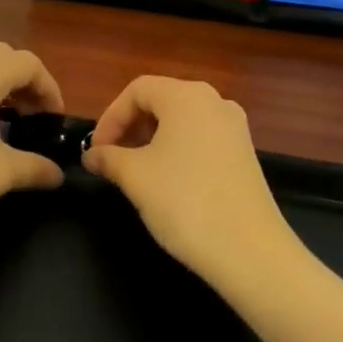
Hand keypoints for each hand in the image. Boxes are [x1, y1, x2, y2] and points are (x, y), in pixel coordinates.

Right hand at [83, 76, 297, 291]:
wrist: (250, 251)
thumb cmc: (185, 201)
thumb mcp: (136, 177)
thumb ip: (109, 158)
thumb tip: (92, 155)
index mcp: (186, 96)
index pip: (137, 90)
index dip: (110, 117)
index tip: (96, 151)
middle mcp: (213, 100)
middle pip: (161, 101)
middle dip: (130, 127)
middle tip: (111, 160)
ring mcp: (234, 127)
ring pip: (181, 121)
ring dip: (152, 140)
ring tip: (135, 172)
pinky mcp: (244, 153)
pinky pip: (201, 138)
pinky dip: (177, 150)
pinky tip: (167, 182)